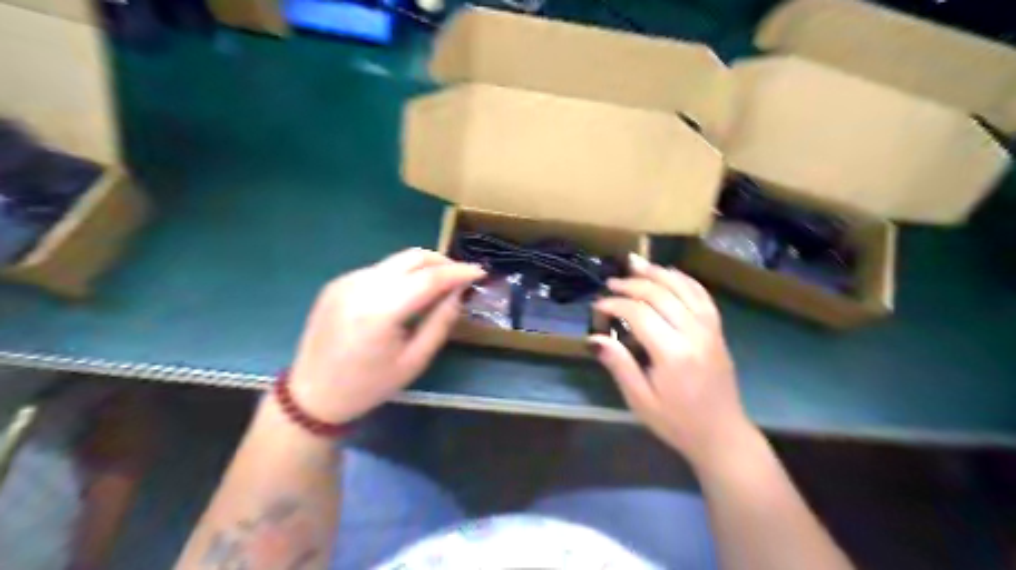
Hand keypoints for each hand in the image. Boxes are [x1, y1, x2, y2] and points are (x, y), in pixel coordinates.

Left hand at [287, 247, 485, 422]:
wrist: (313, 394)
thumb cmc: (369, 385)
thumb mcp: (414, 361)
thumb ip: (440, 322)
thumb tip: (458, 292)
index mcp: (380, 311)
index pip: (429, 278)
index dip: (458, 272)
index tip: (480, 272)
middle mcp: (361, 286)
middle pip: (413, 257)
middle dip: (443, 262)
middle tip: (461, 277)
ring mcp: (346, 281)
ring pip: (396, 260)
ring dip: (423, 267)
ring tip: (439, 285)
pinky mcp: (338, 283)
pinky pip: (380, 270)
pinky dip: (401, 275)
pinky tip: (407, 295)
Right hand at [594, 253, 747, 468]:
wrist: (721, 434)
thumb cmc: (676, 422)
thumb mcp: (640, 400)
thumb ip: (619, 365)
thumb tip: (594, 338)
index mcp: (673, 353)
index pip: (639, 313)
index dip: (615, 304)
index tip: (598, 306)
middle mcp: (694, 334)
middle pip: (661, 294)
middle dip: (633, 284)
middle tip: (611, 283)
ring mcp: (710, 329)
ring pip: (683, 288)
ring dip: (658, 273)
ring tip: (636, 264)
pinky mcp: (717, 330)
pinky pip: (702, 296)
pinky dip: (684, 280)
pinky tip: (669, 273)